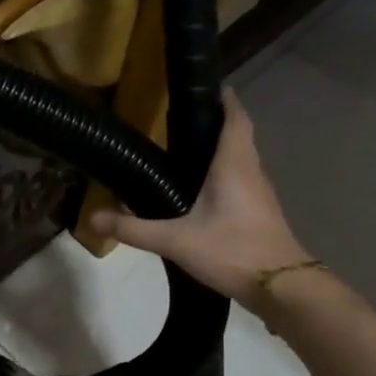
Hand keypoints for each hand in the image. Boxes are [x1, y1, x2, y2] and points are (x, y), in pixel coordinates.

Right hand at [89, 90, 306, 300]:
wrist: (282, 288)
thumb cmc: (233, 251)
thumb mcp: (176, 241)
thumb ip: (134, 228)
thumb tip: (93, 218)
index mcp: (234, 165)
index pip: (234, 117)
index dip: (222, 99)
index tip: (203, 87)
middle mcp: (250, 171)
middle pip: (237, 135)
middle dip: (213, 123)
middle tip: (179, 121)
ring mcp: (258, 193)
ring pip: (239, 159)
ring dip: (218, 150)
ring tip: (182, 152)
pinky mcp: (259, 213)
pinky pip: (239, 181)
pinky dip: (221, 175)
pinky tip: (198, 191)